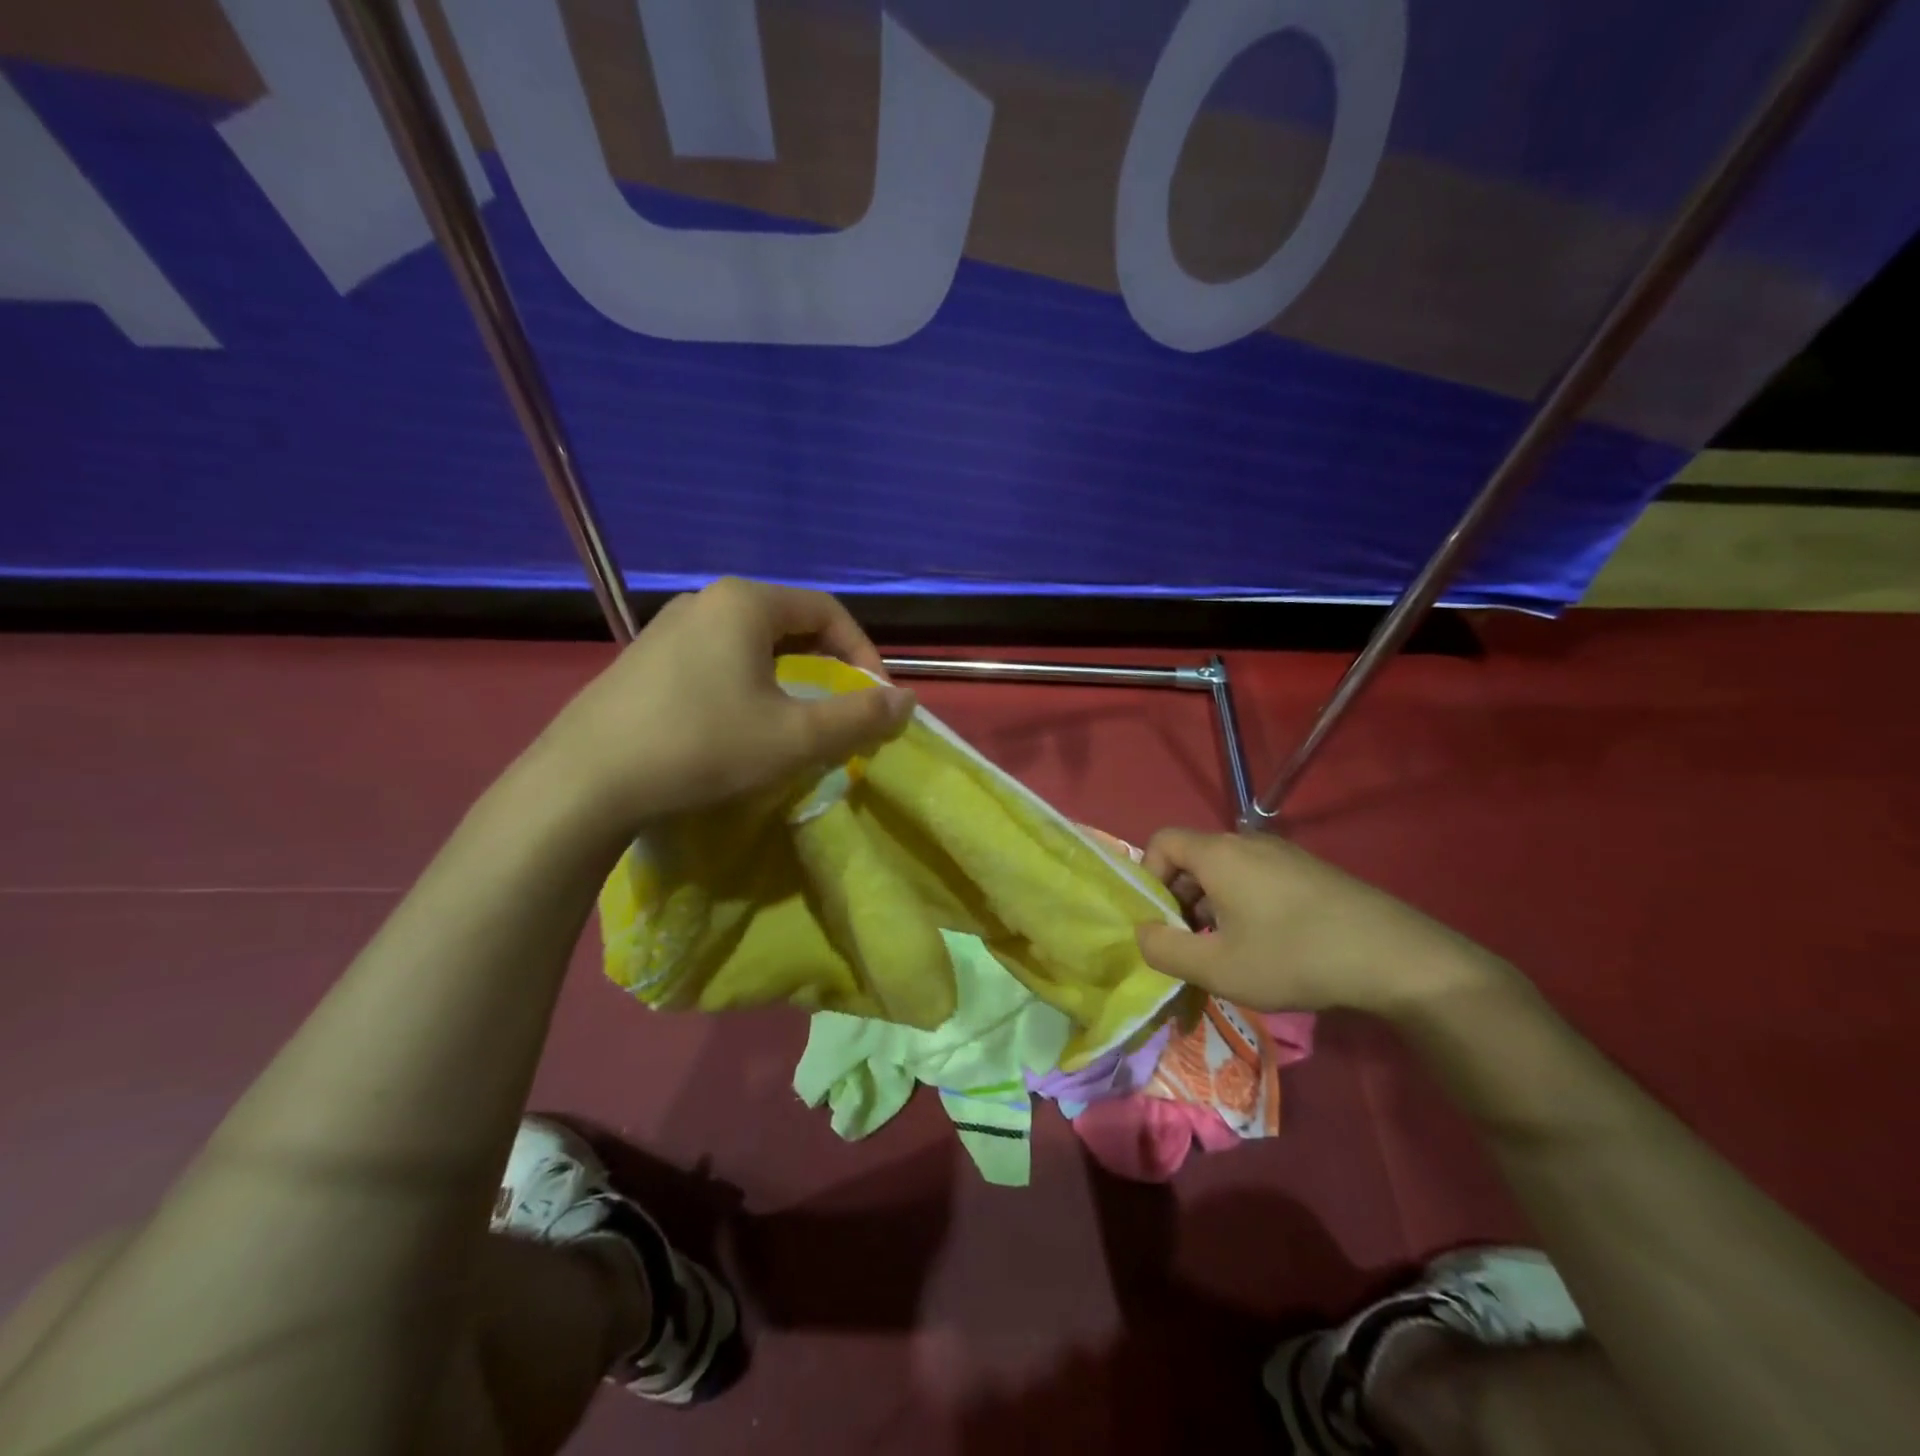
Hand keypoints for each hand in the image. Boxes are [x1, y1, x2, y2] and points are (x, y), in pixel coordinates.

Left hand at [535, 578, 914, 828]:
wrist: (584, 783)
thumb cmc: (701, 748)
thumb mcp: (794, 738)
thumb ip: (858, 717)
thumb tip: (906, 702)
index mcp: (745, 603)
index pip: (828, 611)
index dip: (864, 654)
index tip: (875, 701)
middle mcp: (706, 601)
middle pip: (790, 623)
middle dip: (827, 665)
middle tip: (842, 710)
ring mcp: (668, 629)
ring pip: (752, 644)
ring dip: (789, 677)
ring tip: (796, 720)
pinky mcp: (645, 660)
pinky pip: (716, 659)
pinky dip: (748, 684)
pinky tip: (739, 724)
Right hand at [1133, 828, 1504, 1018]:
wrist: (1394, 956)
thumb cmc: (1293, 956)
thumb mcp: (1218, 967)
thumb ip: (1165, 951)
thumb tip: (1141, 933)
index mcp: (1218, 854)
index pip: (1161, 842)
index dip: (1148, 877)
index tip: (1160, 921)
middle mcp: (1248, 842)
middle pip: (1193, 857)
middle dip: (1179, 898)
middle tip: (1189, 943)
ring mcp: (1284, 854)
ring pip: (1226, 870)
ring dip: (1212, 905)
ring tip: (1227, 950)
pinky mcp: (1311, 871)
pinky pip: (1257, 877)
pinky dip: (1244, 903)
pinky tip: (1266, 944)